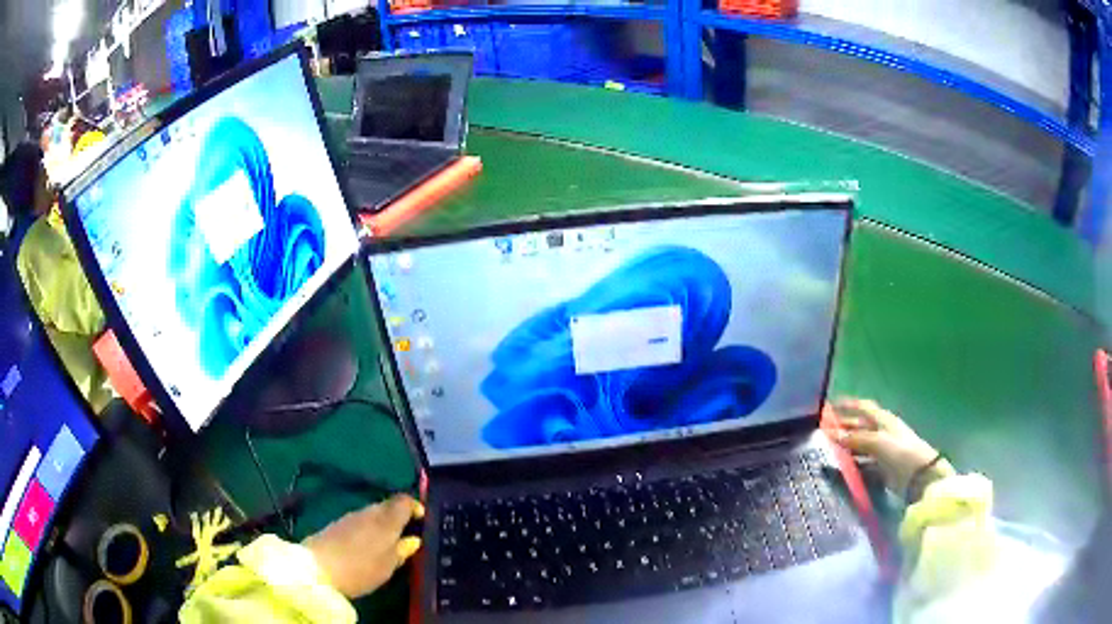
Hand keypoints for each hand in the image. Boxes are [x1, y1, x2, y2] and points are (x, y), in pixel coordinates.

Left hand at [303, 494, 424, 598]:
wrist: (317, 569)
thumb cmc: (361, 569)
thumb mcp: (388, 566)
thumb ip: (402, 551)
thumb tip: (413, 539)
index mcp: (386, 519)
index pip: (404, 501)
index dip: (415, 506)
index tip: (422, 520)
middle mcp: (368, 512)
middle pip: (387, 506)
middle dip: (398, 516)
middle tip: (406, 534)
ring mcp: (349, 517)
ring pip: (372, 514)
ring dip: (381, 523)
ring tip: (388, 543)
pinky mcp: (335, 525)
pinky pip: (358, 522)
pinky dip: (367, 529)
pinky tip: (366, 546)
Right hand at [829, 398, 953, 496]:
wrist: (920, 477)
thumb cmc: (901, 452)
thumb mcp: (878, 442)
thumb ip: (856, 438)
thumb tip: (834, 435)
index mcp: (883, 420)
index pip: (864, 407)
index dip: (848, 405)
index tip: (830, 406)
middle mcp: (882, 433)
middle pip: (860, 427)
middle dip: (843, 427)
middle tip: (822, 432)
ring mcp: (882, 452)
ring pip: (859, 446)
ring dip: (845, 447)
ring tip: (827, 451)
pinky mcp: (881, 469)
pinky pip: (862, 463)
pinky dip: (852, 464)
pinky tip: (841, 468)